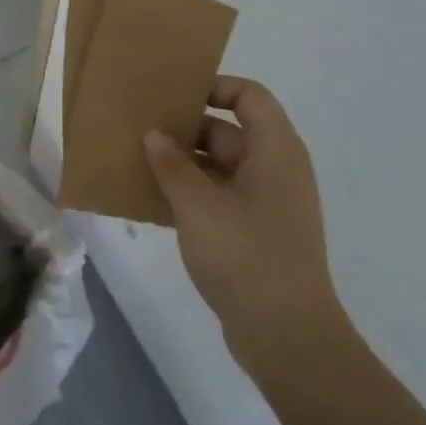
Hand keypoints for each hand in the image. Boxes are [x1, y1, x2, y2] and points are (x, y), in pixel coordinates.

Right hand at [143, 76, 342, 371]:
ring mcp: (268, 204)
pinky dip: (192, 194)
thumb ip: (172, 165)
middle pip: (230, 131)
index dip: (214, 87)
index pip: (249, 96)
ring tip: (139, 163)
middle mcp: (276, 170)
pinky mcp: (256, 234)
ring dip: (183, 165)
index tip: (173, 97)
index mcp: (275, 151)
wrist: (286, 337)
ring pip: (221, 167)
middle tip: (141, 131)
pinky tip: (154, 202)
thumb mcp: (198, 205)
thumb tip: (154, 135)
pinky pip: (220, 198)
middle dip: (186, 130)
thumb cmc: (246, 256)